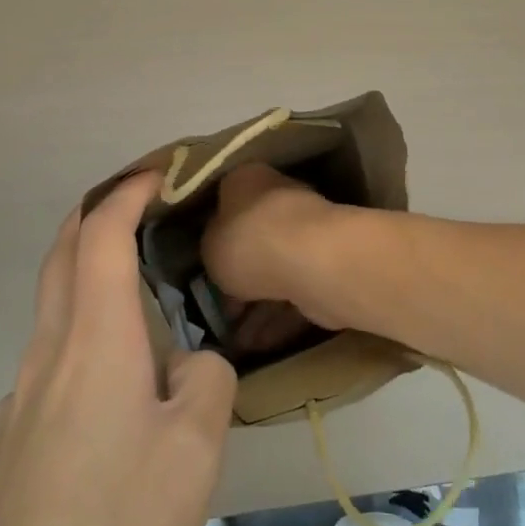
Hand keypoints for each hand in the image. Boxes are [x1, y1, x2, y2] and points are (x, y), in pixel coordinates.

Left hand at [0, 174, 236, 525]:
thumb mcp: (196, 449)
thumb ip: (206, 380)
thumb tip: (187, 366)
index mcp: (93, 341)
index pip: (100, 235)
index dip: (127, 193)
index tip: (160, 173)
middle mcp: (46, 357)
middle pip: (60, 257)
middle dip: (95, 215)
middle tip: (140, 206)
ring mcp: (19, 403)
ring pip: (52, 311)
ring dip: (88, 276)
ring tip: (143, 297)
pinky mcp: (10, 448)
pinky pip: (50, 362)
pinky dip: (83, 334)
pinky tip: (117, 392)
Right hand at [202, 164, 348, 345]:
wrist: (311, 261)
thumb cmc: (249, 241)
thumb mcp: (209, 245)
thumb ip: (211, 247)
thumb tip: (220, 250)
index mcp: (248, 180)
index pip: (225, 201)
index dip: (211, 236)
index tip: (200, 267)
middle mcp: (280, 198)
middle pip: (252, 240)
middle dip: (237, 278)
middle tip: (216, 310)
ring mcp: (306, 233)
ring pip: (274, 271)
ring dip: (255, 306)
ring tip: (233, 339)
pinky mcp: (324, 267)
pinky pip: (294, 294)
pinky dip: (277, 318)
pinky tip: (257, 345)